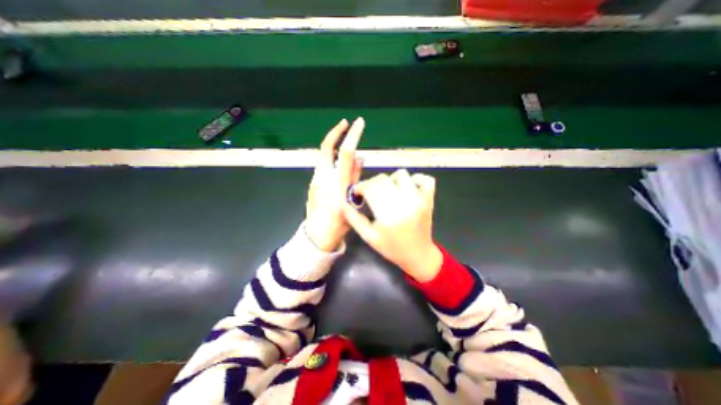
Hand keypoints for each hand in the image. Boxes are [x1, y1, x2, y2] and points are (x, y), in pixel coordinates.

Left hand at [301, 117, 363, 250]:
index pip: (345, 154)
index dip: (352, 136)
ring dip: (334, 146)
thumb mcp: (353, 203)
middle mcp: (323, 178)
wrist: (318, 235)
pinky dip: (331, 160)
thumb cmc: (339, 223)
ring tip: (346, 146)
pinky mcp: (312, 183)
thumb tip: (359, 158)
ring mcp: (315, 180)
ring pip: (323, 156)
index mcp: (338, 185)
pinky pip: (323, 166)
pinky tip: (339, 168)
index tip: (359, 123)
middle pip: (325, 147)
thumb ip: (355, 179)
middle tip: (345, 123)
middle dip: (335, 132)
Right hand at [342, 168, 442, 281]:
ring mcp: (419, 200)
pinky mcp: (429, 199)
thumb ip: (354, 219)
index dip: (360, 187)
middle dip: (372, 183)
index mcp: (388, 216)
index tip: (358, 193)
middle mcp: (404, 205)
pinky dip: (415, 179)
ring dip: (391, 180)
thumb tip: (343, 203)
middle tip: (370, 193)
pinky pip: (425, 179)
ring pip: (402, 175)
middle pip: (383, 179)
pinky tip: (407, 188)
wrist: (419, 255)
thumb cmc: (392, 248)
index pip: (371, 188)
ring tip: (388, 190)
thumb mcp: (369, 237)